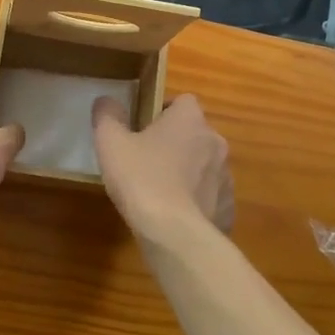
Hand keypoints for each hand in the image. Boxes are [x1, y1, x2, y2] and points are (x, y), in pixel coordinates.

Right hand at [92, 94, 234, 236]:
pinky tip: (176, 216)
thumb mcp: (111, 143)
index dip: (164, 112)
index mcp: (189, 119)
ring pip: (205, 165)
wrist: (175, 233)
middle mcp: (215, 141)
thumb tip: (106, 101)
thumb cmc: (142, 179)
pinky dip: (197, 201)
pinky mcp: (228, 206)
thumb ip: (107, 116)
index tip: (144, 128)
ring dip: (188, 172)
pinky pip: (211, 196)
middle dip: (176, 143)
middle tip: (148, 161)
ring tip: (161, 191)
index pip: (183, 102)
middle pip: (195, 133)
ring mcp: (226, 175)